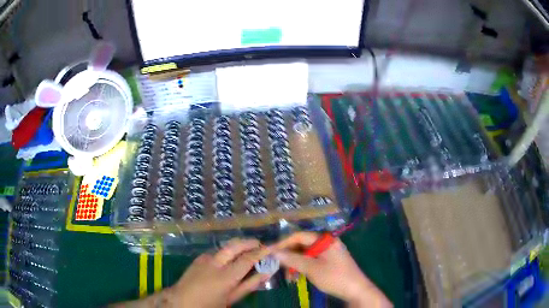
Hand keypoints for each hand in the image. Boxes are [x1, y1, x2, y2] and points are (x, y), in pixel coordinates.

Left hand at [167, 238, 271, 307]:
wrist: (181, 301)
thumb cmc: (209, 304)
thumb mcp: (232, 298)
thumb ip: (250, 285)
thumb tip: (266, 272)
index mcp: (226, 276)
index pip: (248, 258)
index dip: (261, 251)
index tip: (271, 247)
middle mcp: (215, 262)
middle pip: (235, 245)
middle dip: (249, 242)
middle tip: (260, 244)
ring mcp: (205, 258)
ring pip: (225, 247)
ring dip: (238, 246)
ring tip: (247, 251)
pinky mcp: (199, 258)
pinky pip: (216, 252)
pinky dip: (226, 253)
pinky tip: (228, 260)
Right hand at [271, 232, 391, 307]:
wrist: (356, 290)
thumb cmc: (334, 277)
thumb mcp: (312, 268)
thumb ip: (293, 259)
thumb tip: (274, 252)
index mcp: (325, 240)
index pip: (299, 236)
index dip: (283, 243)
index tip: (269, 251)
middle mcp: (327, 242)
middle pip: (302, 244)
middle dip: (289, 255)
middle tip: (277, 265)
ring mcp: (329, 252)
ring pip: (306, 253)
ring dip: (295, 263)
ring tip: (289, 276)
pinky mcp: (329, 261)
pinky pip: (312, 260)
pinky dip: (303, 267)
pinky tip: (297, 276)